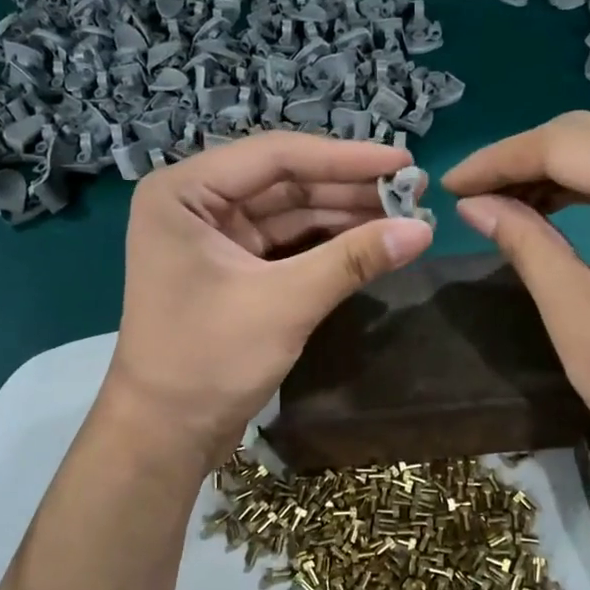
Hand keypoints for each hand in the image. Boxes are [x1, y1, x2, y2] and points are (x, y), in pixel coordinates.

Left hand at [106, 132, 434, 464]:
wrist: (165, 434)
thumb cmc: (209, 361)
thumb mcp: (285, 304)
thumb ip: (353, 260)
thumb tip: (424, 229)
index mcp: (184, 192)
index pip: (276, 156)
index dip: (345, 158)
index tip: (404, 161)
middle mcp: (195, 203)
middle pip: (285, 182)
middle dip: (349, 188)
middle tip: (414, 189)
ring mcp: (212, 237)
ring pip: (289, 213)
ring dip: (344, 215)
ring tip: (405, 214)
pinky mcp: (231, 269)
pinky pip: (286, 244)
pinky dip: (327, 245)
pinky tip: (372, 242)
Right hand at [443, 112, 589, 495]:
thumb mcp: (574, 312)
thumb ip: (523, 241)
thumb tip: (472, 204)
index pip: (565, 143)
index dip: (497, 160)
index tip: (449, 185)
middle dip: (523, 159)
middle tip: (469, 194)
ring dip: (555, 169)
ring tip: (500, 201)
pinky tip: (552, 205)